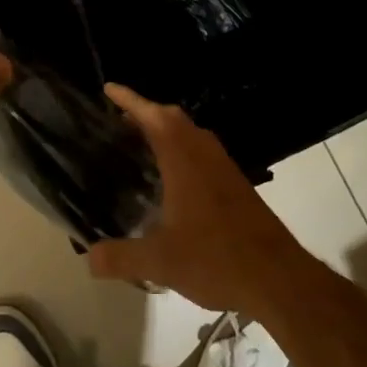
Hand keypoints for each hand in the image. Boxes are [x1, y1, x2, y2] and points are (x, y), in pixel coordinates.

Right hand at [86, 84, 306, 316]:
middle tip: (119, 120)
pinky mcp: (236, 185)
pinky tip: (172, 180)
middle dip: (146, 113)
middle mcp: (204, 153)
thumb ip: (121, 257)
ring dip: (166, 131)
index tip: (109, 88)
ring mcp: (224, 168)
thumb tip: (88, 258)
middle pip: (173, 118)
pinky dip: (181, 151)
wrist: (278, 278)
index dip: (130, 100)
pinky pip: (202, 152)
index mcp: (183, 158)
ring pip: (191, 134)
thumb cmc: (216, 258)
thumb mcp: (160, 262)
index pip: (152, 116)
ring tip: (140, 144)